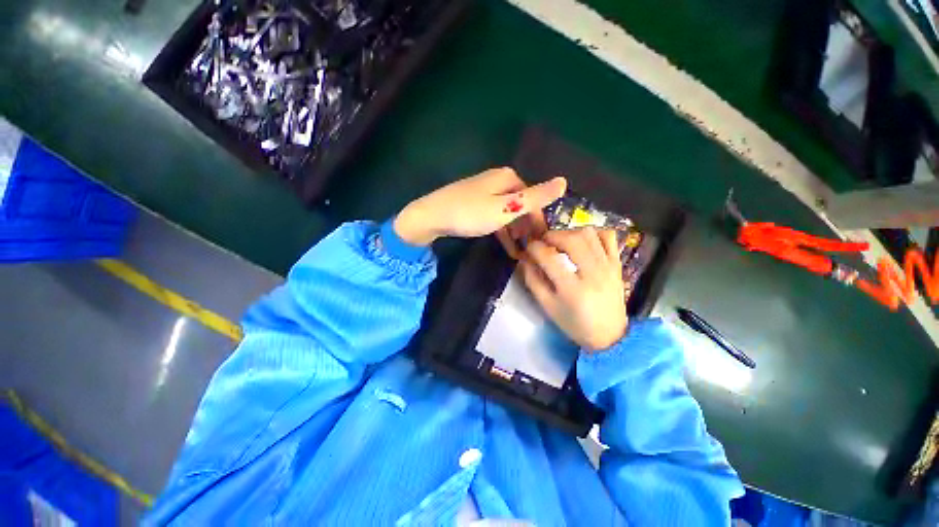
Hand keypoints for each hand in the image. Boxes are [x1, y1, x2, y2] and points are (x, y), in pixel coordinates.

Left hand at [394, 168, 566, 247]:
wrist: (430, 216)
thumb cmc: (469, 213)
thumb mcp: (504, 208)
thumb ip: (534, 198)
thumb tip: (564, 181)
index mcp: (509, 178)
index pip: (534, 200)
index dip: (540, 222)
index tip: (544, 243)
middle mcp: (498, 181)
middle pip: (521, 206)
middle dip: (528, 229)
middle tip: (533, 251)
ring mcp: (485, 193)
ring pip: (508, 214)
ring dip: (516, 234)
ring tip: (522, 253)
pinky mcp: (475, 204)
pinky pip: (495, 218)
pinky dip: (503, 232)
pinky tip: (508, 247)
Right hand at [520, 228, 627, 351]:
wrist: (610, 336)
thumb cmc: (575, 324)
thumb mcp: (548, 307)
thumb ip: (533, 281)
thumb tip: (525, 259)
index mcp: (572, 289)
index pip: (548, 257)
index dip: (534, 248)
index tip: (529, 248)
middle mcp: (592, 273)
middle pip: (571, 240)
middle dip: (552, 235)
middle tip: (543, 241)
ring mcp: (608, 267)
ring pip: (589, 234)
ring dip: (570, 232)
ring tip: (561, 241)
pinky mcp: (617, 264)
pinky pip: (609, 237)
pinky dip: (594, 233)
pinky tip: (584, 241)